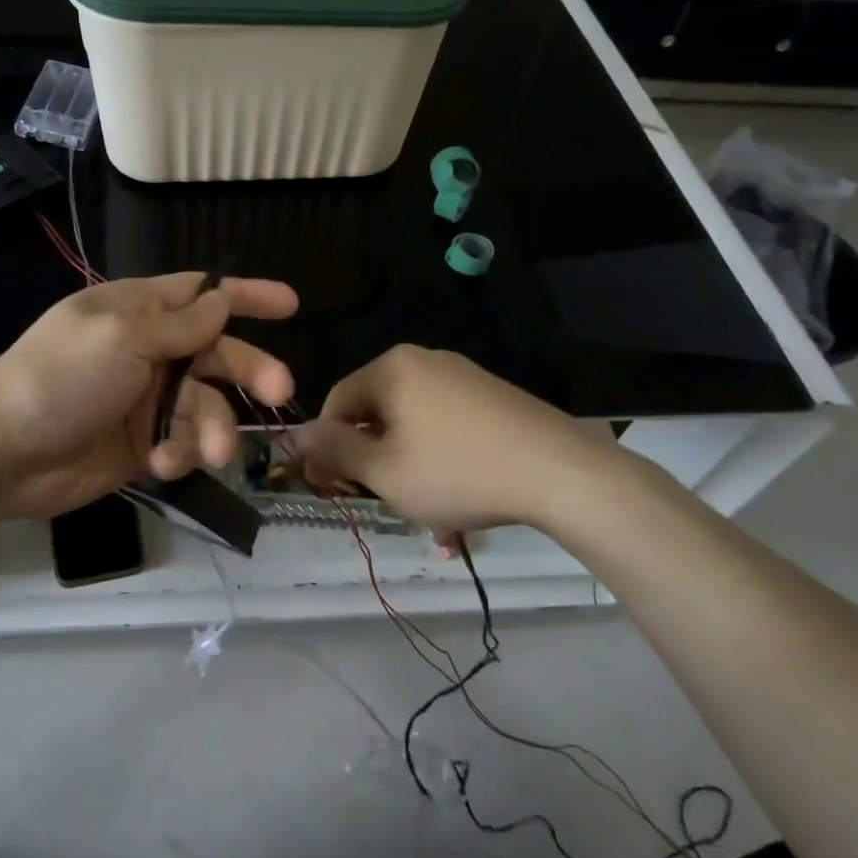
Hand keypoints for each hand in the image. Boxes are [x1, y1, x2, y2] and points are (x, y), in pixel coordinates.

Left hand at [0, 272, 298, 519]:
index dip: (246, 295)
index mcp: (139, 311)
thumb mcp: (123, 338)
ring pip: (206, 407)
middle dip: (250, 372)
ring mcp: (147, 400)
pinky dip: (179, 454)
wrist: (3, 452)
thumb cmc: (62, 377)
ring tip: (211, 454)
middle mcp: (150, 351)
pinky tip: (161, 464)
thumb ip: (180, 325)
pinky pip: (182, 444)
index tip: (291, 303)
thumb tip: (223, 300)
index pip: (203, 294)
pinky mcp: (144, 445)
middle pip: (218, 354)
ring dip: (213, 429)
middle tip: (281, 392)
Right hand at [291, 345, 640, 535]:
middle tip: (376, 495)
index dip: (326, 444)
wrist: (561, 472)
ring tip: (420, 498)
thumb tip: (296, 436)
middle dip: (368, 452)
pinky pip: (444, 418)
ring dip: (402, 455)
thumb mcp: (385, 471)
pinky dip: (436, 449)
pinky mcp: (492, 393)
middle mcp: (424, 359)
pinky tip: (455, 483)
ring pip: (410, 416)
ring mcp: (463, 373)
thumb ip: (335, 450)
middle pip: (375, 406)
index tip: (330, 484)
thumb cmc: (458, 470)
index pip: (337, 400)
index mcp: (392, 367)